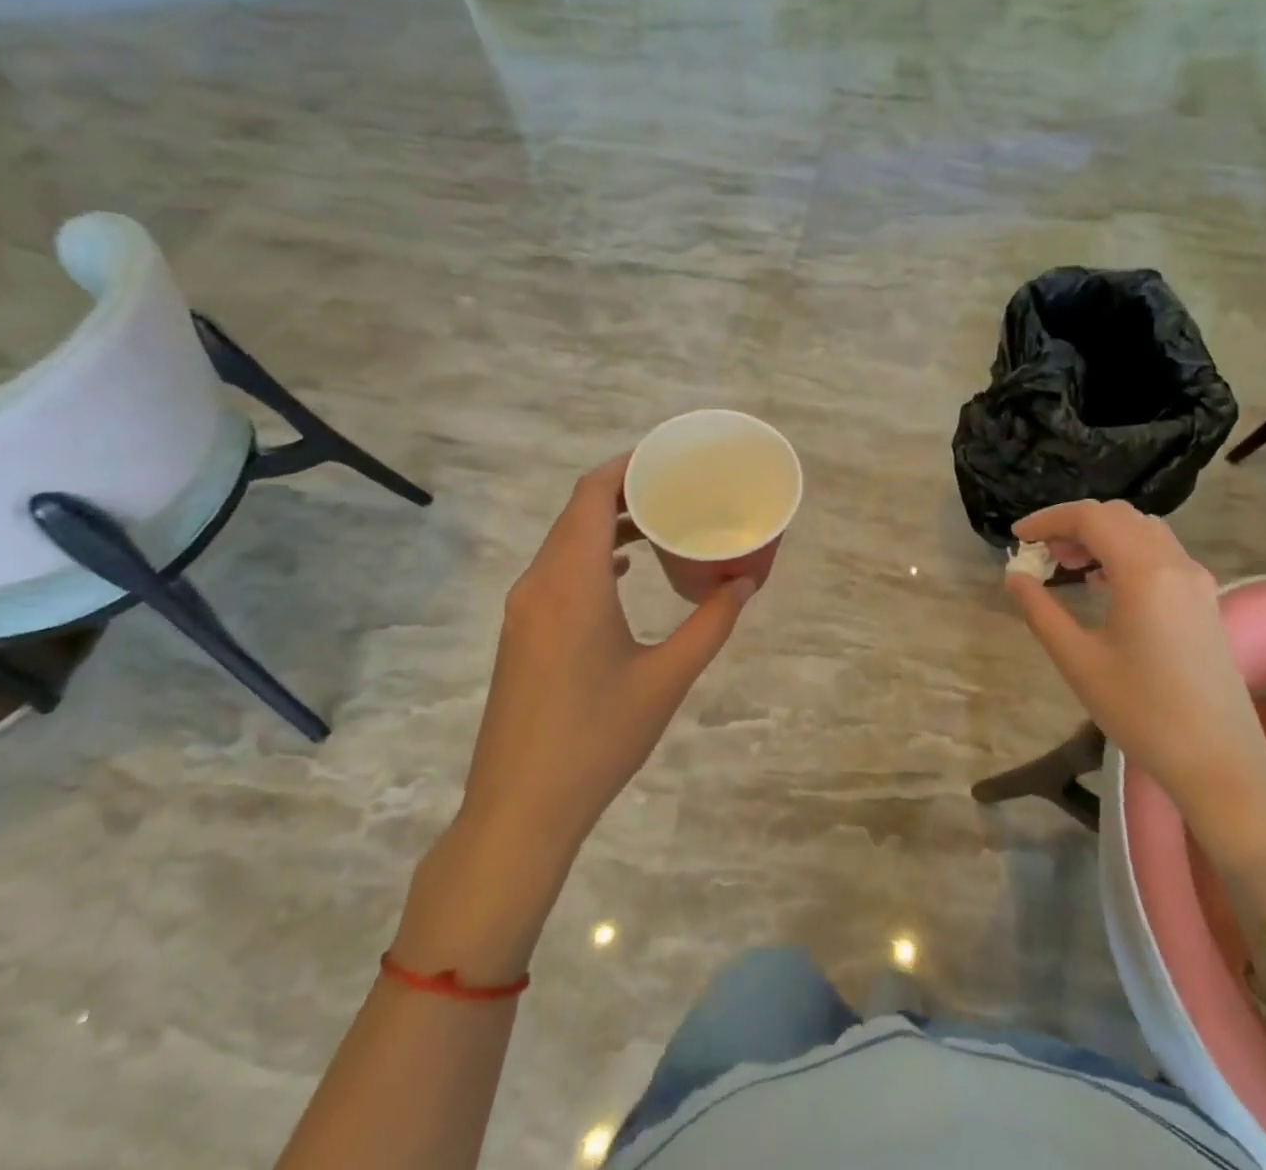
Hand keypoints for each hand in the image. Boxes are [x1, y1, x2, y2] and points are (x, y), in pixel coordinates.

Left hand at [461, 453, 754, 854]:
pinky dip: (591, 557)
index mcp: (571, 582)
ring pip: (564, 543)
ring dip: (606, 525)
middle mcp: (540, 584)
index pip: (590, 495)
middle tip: (676, 486)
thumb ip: (710, 624)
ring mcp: (524, 610)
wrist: (520, 809)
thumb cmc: (597, 738)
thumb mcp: (666, 678)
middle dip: (623, 491)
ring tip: (658, 522)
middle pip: (576, 512)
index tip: (667, 457)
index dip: (626, 466)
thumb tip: (745, 584)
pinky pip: (557, 572)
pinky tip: (624, 572)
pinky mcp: (522, 634)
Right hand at [1005, 500, 1265, 832]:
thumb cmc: (1142, 712)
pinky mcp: (1205, 599)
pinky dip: (1126, 551)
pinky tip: (1106, 584)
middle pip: (1118, 516)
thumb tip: (1015, 576)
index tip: (1018, 539)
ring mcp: (1197, 580)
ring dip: (1102, 535)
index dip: (1049, 520)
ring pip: (1142, 530)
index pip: (1091, 518)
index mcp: (1145, 573)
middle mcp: (1176, 564)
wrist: (1220, 762)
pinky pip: (1161, 553)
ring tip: (1070, 566)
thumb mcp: (1079, 662)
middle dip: (1074, 525)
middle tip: (1042, 554)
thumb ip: (1041, 611)